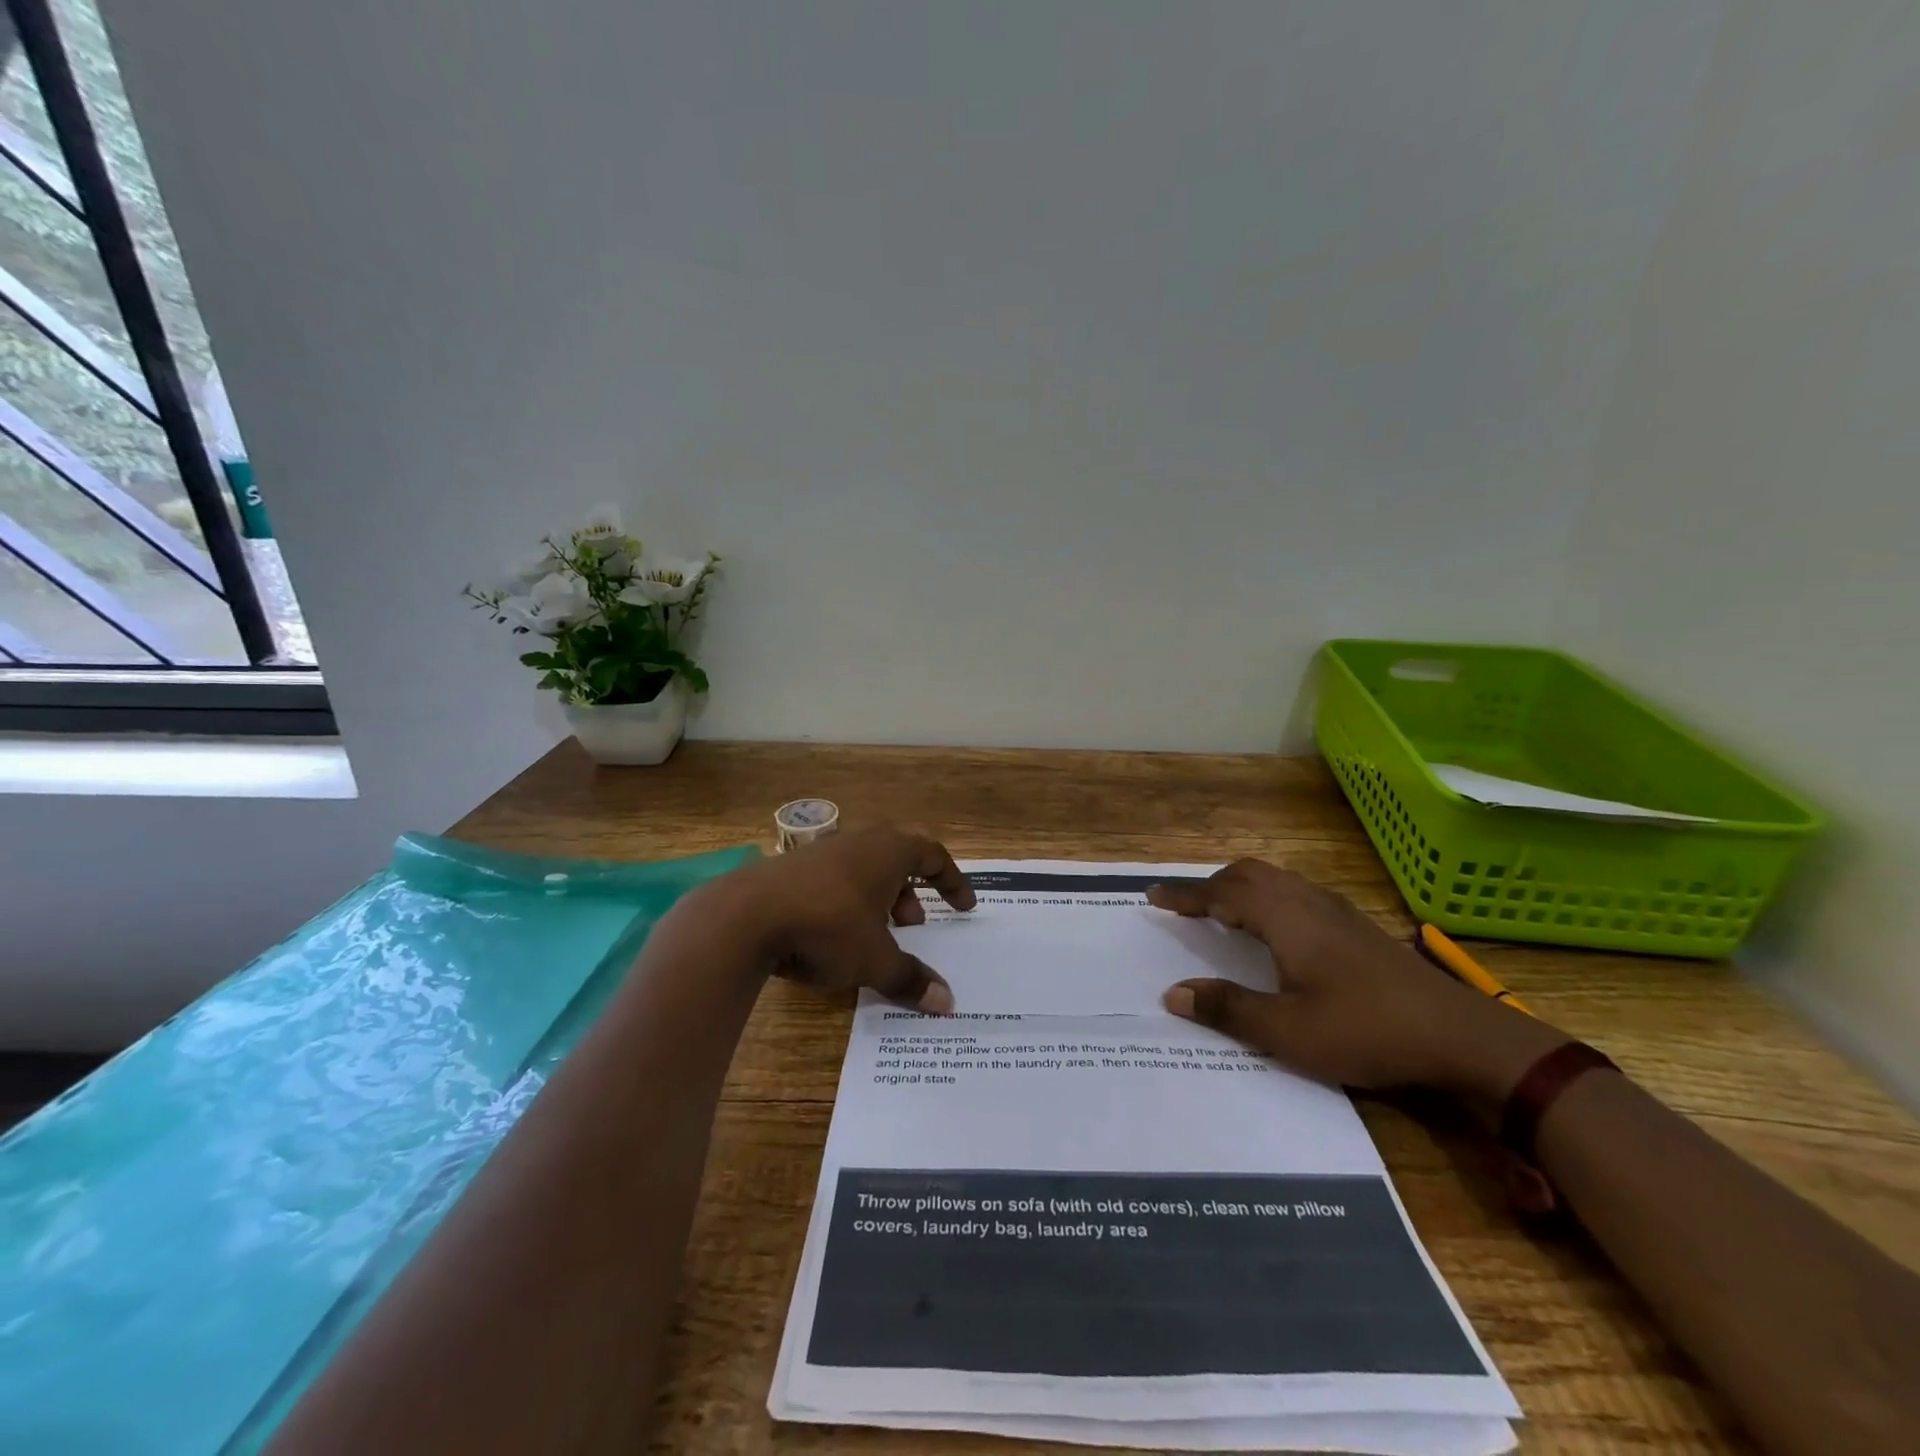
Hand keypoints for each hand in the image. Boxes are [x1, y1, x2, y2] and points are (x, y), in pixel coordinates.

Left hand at [695, 826, 975, 1011]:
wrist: (743, 916)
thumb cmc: (826, 928)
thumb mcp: (874, 960)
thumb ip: (910, 979)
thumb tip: (947, 1003)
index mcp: (887, 852)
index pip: (932, 854)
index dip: (952, 880)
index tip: (964, 906)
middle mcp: (858, 842)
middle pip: (898, 856)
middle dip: (912, 891)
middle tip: (915, 924)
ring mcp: (821, 852)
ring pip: (864, 868)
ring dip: (879, 898)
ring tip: (876, 935)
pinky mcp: (790, 868)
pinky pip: (834, 878)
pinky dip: (848, 901)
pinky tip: (833, 935)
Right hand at [1147, 860, 1564, 1096]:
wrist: (1461, 1037)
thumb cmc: (1365, 1030)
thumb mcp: (1287, 1031)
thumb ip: (1228, 1008)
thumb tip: (1173, 994)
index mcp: (1284, 918)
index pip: (1221, 892)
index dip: (1184, 895)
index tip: (1153, 897)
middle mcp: (1307, 902)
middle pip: (1249, 874)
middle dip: (1211, 884)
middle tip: (1186, 906)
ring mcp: (1337, 911)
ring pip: (1276, 880)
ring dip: (1241, 888)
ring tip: (1223, 913)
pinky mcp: (1357, 926)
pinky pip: (1296, 893)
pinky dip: (1268, 898)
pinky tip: (1276, 931)